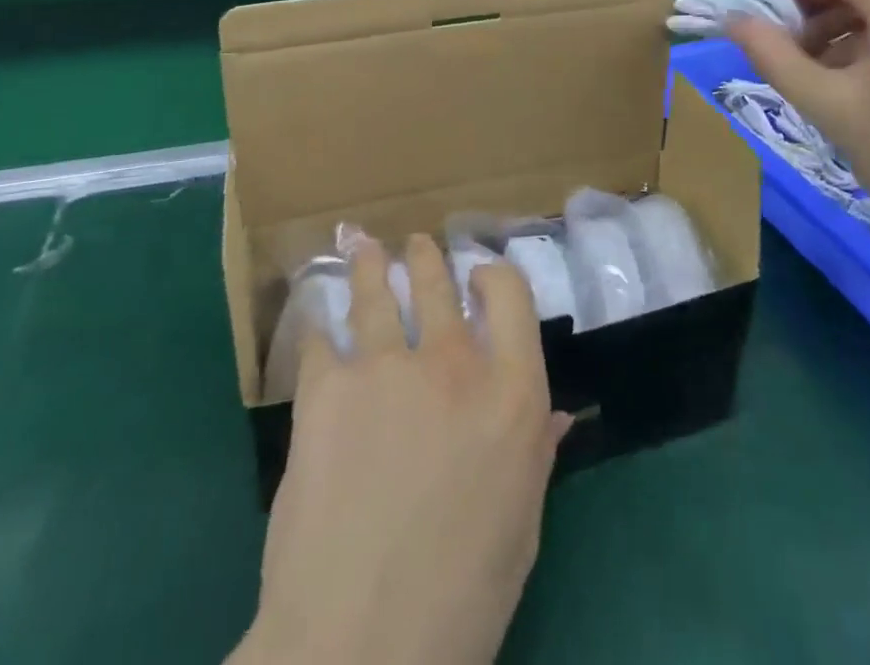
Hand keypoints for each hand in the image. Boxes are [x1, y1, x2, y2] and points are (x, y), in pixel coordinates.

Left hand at [235, 235, 568, 664]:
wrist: (357, 648)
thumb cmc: (459, 601)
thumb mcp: (520, 529)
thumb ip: (535, 457)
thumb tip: (553, 416)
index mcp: (512, 394)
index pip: (511, 294)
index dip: (493, 275)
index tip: (479, 275)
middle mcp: (453, 362)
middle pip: (439, 282)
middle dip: (427, 258)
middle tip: (416, 245)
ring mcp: (386, 367)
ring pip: (377, 290)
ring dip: (371, 264)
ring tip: (364, 246)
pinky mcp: (326, 388)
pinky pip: (322, 339)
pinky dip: (321, 327)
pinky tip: (317, 320)